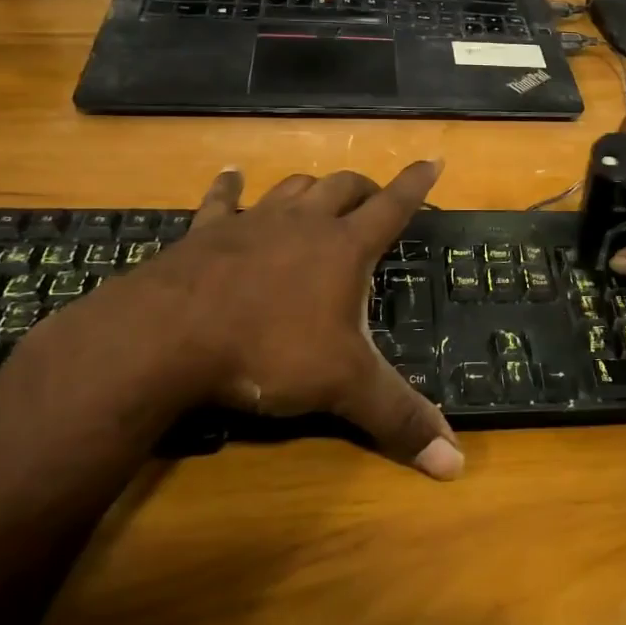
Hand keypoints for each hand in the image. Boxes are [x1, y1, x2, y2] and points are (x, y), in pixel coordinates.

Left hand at [40, 161, 462, 478]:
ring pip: (293, 187)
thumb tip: (457, 464)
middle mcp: (304, 223)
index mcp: (344, 248)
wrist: (167, 338)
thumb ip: (399, 420)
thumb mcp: (342, 388)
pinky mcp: (206, 232)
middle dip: (364, 187)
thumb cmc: (267, 352)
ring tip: (319, 192)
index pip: (393, 206)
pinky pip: (222, 199)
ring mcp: (253, 222)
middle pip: (343, 187)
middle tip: (373, 197)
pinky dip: (229, 186)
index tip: (433, 159)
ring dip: (311, 187)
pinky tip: (230, 175)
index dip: (416, 184)